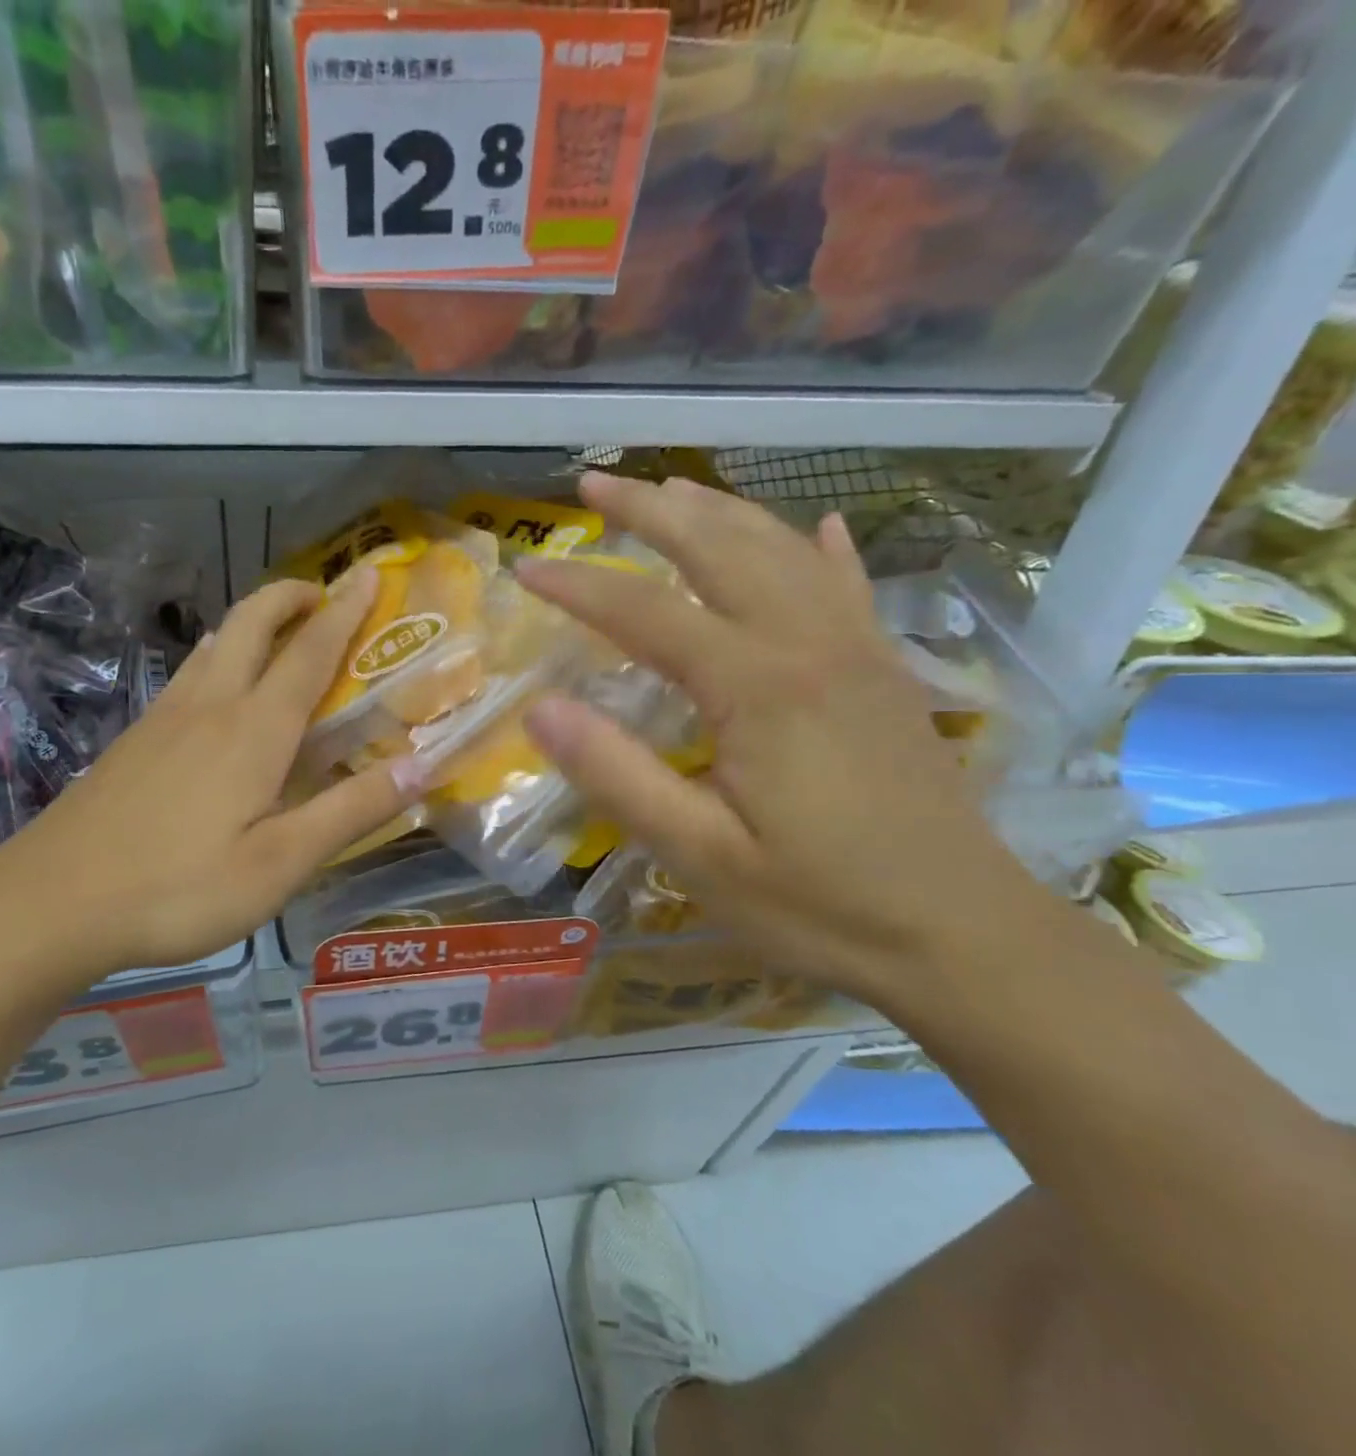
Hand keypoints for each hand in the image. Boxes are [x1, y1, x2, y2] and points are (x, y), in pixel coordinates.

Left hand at [0, 570, 423, 1002]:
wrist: (52, 901)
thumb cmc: (178, 887)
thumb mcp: (280, 864)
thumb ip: (350, 812)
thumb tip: (420, 767)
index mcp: (254, 729)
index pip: (310, 652)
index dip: (345, 611)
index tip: (367, 575)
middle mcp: (211, 706)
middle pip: (253, 623)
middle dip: (291, 596)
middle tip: (324, 595)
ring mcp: (165, 717)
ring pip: (216, 644)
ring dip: (254, 622)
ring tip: (282, 632)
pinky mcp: (136, 738)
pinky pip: (191, 674)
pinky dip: (222, 656)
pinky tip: (220, 691)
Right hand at [514, 473, 1052, 1012]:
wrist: (966, 937)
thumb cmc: (820, 904)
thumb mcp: (699, 854)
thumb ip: (617, 776)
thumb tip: (539, 709)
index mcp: (758, 686)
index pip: (646, 612)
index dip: (580, 584)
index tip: (525, 566)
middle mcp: (808, 645)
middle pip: (719, 549)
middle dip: (650, 509)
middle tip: (594, 482)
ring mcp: (856, 652)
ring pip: (781, 551)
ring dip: (719, 512)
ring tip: (670, 489)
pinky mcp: (884, 673)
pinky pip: (848, 586)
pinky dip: (821, 548)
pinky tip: (815, 525)